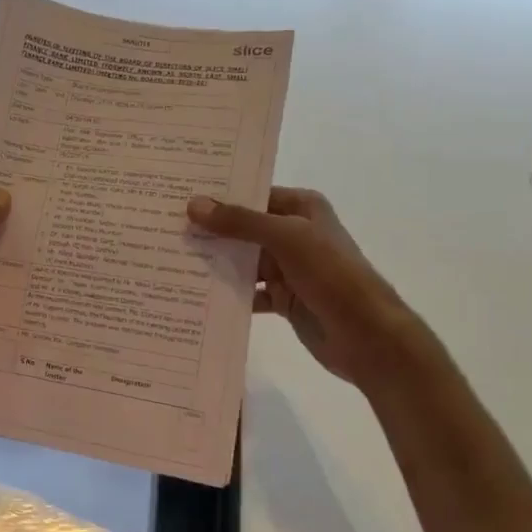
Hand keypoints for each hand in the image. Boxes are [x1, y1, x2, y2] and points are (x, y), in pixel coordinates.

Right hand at [187, 187, 420, 389]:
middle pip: (244, 228)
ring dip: (215, 264)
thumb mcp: (286, 239)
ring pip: (243, 261)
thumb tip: (193, 204)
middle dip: (210, 232)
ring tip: (170, 261)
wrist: (367, 337)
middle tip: (164, 229)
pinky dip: (227, 294)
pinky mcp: (283, 299)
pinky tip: (196, 296)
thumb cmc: (332, 275)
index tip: (177, 197)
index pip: (252, 195)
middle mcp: (294, 233)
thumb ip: (240, 222)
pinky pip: (248, 292)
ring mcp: (288, 268)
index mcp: (301, 208)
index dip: (218, 196)